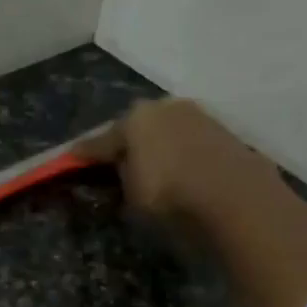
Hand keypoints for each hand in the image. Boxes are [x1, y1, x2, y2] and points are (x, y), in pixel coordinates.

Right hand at [75, 97, 267, 223]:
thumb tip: (124, 168)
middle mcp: (166, 108)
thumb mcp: (133, 196)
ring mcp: (199, 117)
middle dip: (127, 145)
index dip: (85, 154)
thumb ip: (123, 176)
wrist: (235, 198)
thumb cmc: (170, 198)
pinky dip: (183, 156)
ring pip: (168, 133)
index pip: (102, 140)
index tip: (71, 160)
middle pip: (138, 129)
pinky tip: (183, 173)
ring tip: (153, 171)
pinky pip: (191, 145)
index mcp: (135, 119)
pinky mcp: (225, 133)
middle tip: (117, 165)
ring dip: (159, 148)